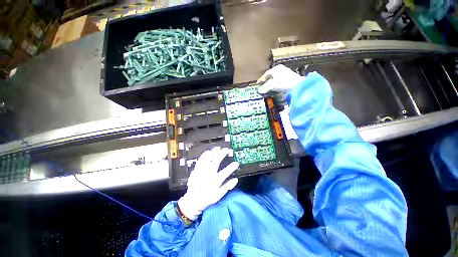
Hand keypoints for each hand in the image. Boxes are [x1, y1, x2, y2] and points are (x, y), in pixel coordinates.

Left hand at [177, 147, 238, 220]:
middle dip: (222, 154)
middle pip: (216, 162)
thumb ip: (227, 186)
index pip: (225, 172)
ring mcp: (202, 171)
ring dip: (213, 153)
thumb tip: (235, 179)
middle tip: (226, 150)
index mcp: (215, 181)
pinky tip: (207, 152)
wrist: (193, 200)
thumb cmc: (207, 198)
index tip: (236, 163)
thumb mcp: (218, 195)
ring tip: (218, 148)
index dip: (232, 167)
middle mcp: (209, 175)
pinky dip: (204, 155)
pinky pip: (200, 161)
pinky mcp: (196, 170)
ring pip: (208, 159)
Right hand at [257, 64, 303, 95]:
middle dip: (266, 83)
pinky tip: (275, 92)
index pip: (266, 74)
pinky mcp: (289, 81)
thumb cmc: (283, 83)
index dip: (261, 80)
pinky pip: (280, 84)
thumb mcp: (271, 85)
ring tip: (267, 91)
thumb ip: (264, 87)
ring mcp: (286, 75)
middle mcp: (280, 70)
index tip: (258, 84)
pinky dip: (276, 88)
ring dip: (271, 86)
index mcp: (275, 69)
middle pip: (271, 77)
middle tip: (262, 89)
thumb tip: (259, 90)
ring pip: (275, 81)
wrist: (297, 86)